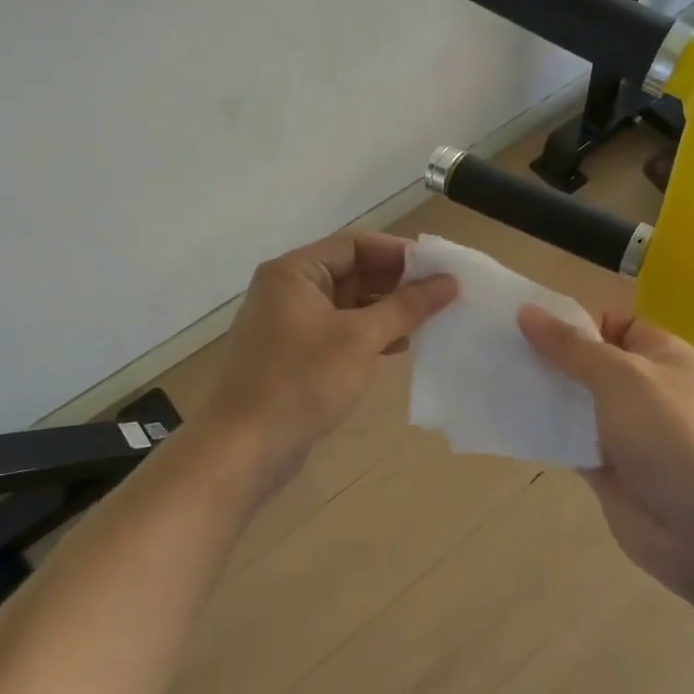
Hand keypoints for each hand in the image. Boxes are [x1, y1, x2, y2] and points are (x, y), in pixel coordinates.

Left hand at [206, 231, 456, 476]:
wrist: (244, 448)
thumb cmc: (303, 381)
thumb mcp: (361, 339)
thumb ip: (407, 306)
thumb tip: (449, 282)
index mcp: (294, 272)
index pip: (354, 244)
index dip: (398, 252)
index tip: (437, 267)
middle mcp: (287, 290)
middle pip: (350, 271)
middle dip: (395, 282)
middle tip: (439, 295)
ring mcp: (287, 324)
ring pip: (346, 304)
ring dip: (385, 309)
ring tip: (427, 321)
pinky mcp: (293, 355)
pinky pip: (338, 331)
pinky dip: (368, 334)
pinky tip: (398, 347)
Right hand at [519, 306, 693, 601]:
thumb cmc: (670, 436)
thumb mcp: (621, 377)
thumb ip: (571, 347)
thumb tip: (527, 312)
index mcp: (661, 356)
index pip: (614, 324)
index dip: (574, 321)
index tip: (527, 322)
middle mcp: (643, 389)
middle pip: (588, 363)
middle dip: (548, 356)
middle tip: (496, 347)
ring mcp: (624, 430)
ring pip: (574, 402)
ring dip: (541, 394)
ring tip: (492, 378)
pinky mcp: (605, 466)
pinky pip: (568, 440)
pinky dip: (543, 431)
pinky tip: (508, 420)